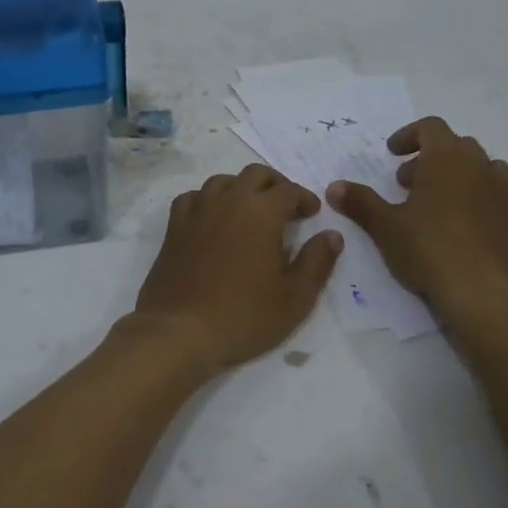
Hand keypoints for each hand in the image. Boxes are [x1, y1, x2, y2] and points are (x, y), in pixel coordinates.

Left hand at [132, 164, 342, 373]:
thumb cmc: (244, 316)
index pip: (289, 190)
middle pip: (255, 175)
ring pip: (222, 181)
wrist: (181, 331)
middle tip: (286, 208)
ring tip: (250, 211)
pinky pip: (193, 198)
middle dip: (275, 185)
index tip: (312, 214)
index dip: (304, 198)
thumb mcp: (296, 297)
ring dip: (241, 189)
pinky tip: (213, 219)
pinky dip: (208, 200)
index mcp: (261, 212)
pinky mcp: (174, 228)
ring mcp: (197, 212)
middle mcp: (228, 201)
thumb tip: (332, 235)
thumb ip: (317, 261)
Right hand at [327, 117, 507, 318]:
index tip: (391, 154)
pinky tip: (485, 216)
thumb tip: (334, 187)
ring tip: (443, 201)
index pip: (430, 127)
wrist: (485, 291)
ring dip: (464, 176)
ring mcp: (506, 192)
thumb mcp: (385, 226)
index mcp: (447, 158)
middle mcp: (481, 166)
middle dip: (431, 159)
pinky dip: (497, 199)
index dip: (409, 136)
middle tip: (407, 184)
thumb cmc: (429, 249)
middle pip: (457, 146)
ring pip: (488, 168)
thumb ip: (360, 202)